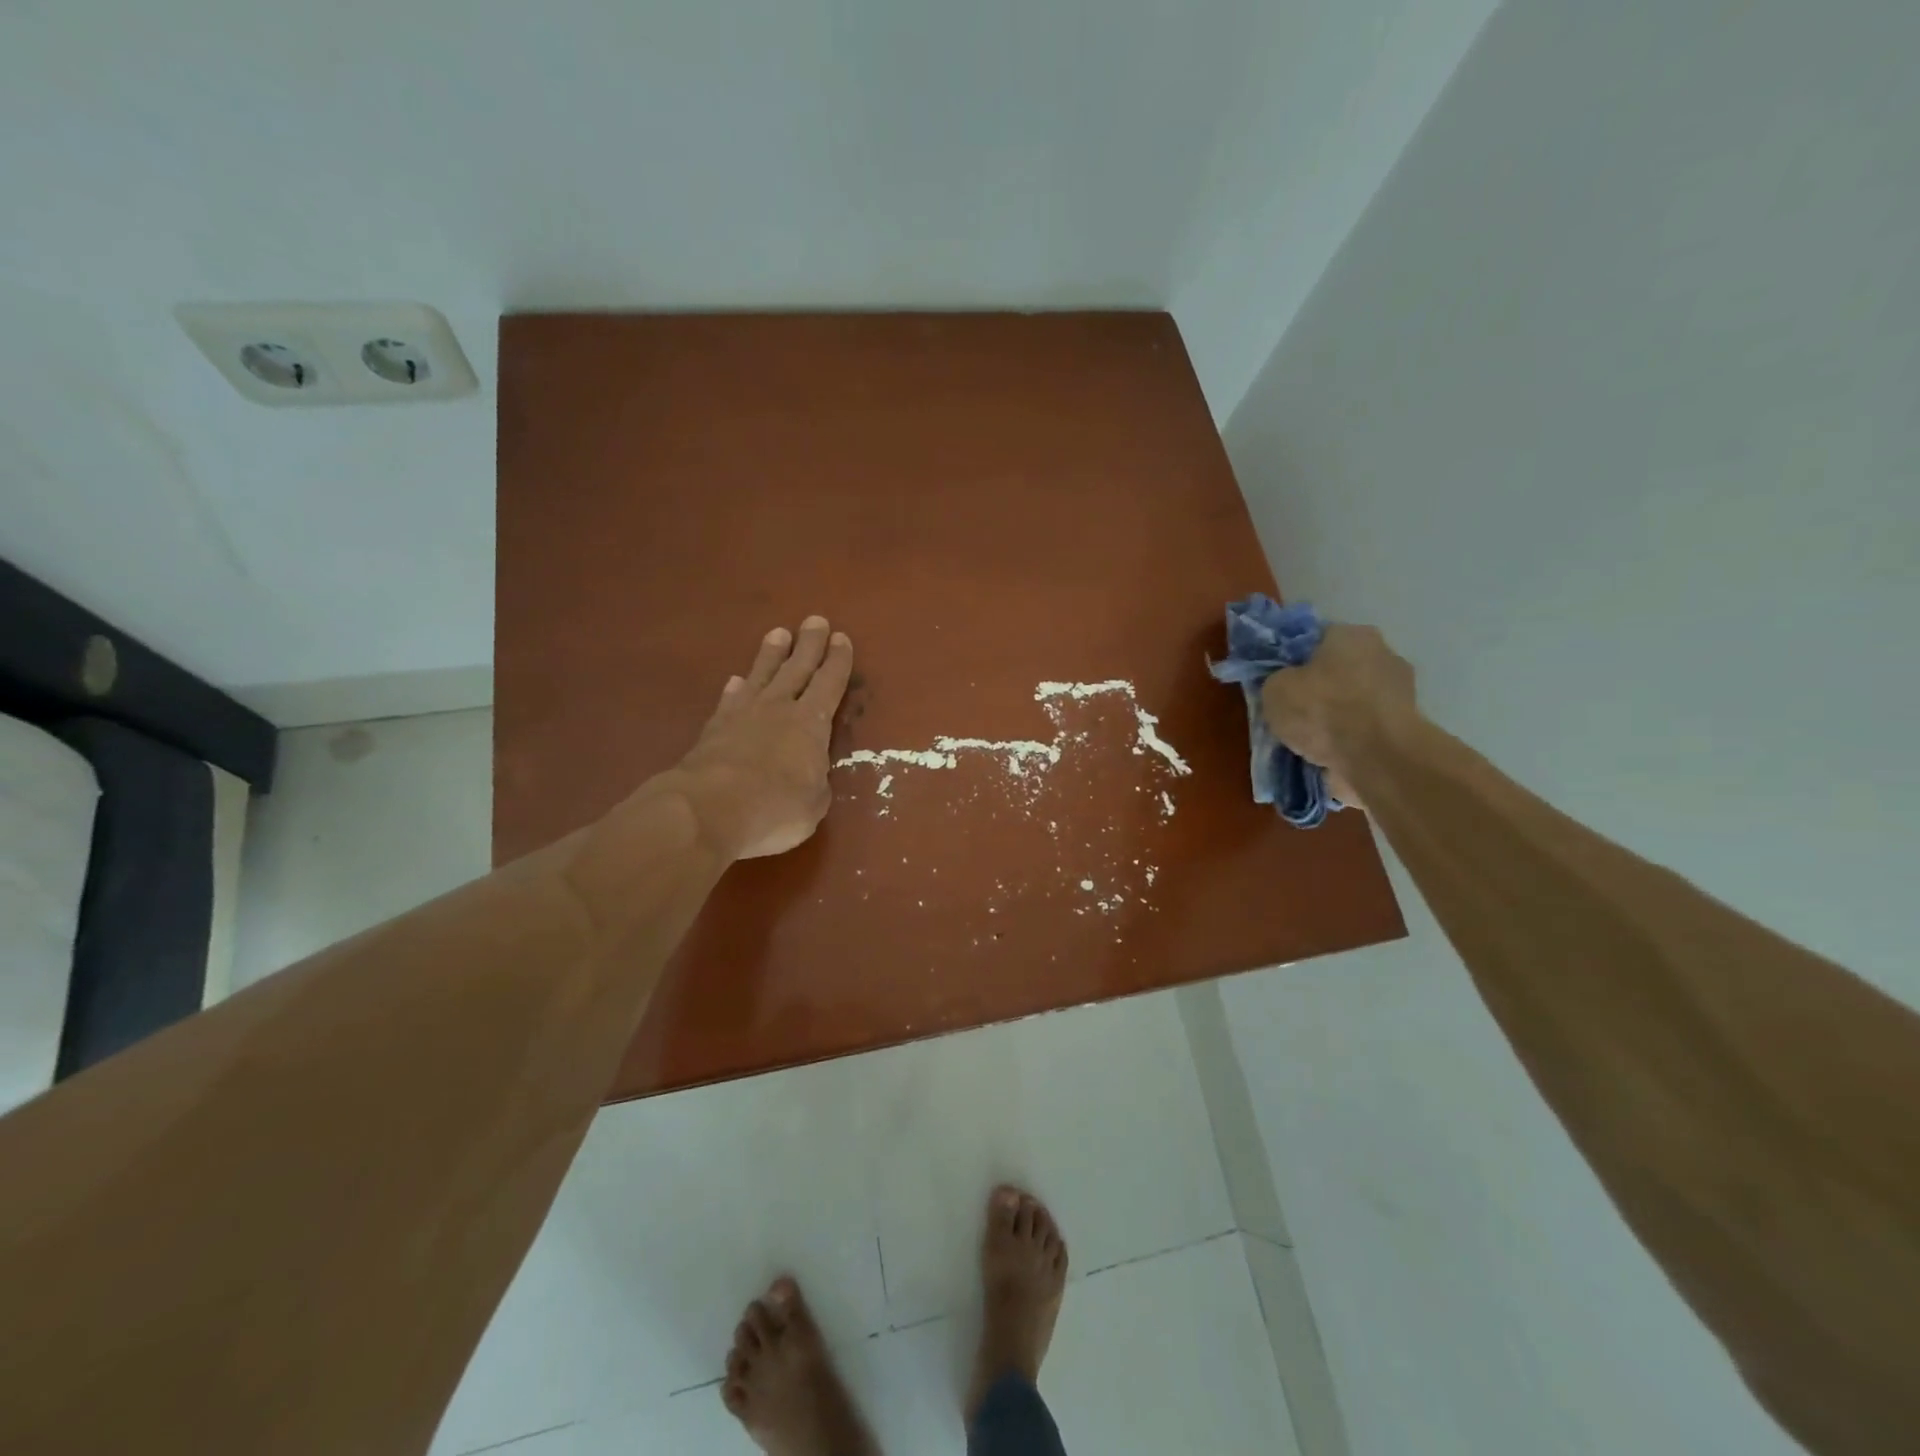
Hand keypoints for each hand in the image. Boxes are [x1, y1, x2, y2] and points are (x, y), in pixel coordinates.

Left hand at [670, 616, 854, 859]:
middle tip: (814, 620)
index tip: (841, 638)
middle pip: (797, 668)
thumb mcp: (813, 803)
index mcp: (811, 724)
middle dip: (809, 645)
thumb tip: (808, 771)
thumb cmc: (776, 808)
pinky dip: (736, 689)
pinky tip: (736, 681)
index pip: (830, 684)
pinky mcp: (713, 729)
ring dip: (771, 655)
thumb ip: (815, 782)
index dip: (838, 662)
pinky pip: (729, 700)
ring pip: (762, 675)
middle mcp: (779, 709)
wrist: (709, 808)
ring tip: (778, 634)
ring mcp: (742, 715)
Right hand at [1259, 624, 1416, 807]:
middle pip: (1340, 669)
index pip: (1317, 640)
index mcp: (1352, 634)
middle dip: (1321, 688)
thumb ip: (1278, 680)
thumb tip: (1285, 684)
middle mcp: (1384, 653)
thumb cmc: (1322, 709)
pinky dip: (1352, 738)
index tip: (1280, 682)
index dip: (1295, 661)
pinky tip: (1331, 753)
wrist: (1375, 757)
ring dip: (1338, 716)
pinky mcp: (1407, 727)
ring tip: (1311, 740)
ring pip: (1355, 700)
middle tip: (1295, 711)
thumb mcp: (1274, 689)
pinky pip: (1367, 727)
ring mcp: (1402, 691)